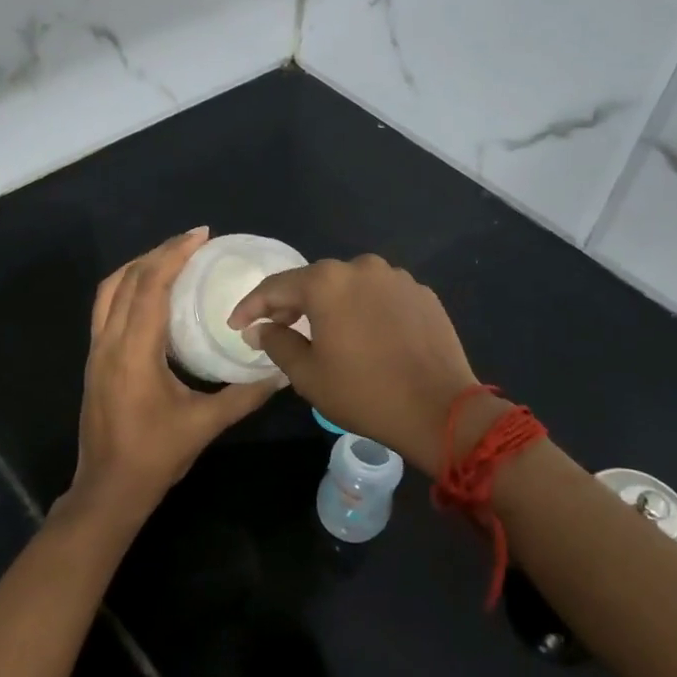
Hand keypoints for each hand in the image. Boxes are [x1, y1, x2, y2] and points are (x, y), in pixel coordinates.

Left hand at [66, 228, 279, 532]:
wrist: (108, 490)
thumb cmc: (155, 457)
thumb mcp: (205, 425)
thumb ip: (244, 396)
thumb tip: (280, 372)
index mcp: (134, 352)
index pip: (149, 286)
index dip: (174, 255)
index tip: (201, 235)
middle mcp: (109, 343)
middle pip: (126, 279)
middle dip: (158, 253)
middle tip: (194, 242)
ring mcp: (96, 351)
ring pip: (109, 291)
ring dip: (138, 267)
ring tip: (172, 258)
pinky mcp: (94, 361)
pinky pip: (105, 308)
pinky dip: (127, 287)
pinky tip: (152, 294)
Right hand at [228, 254, 487, 475]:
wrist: (440, 410)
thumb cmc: (364, 393)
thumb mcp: (308, 374)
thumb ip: (277, 343)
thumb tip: (260, 328)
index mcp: (327, 282)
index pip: (276, 286)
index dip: (252, 306)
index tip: (237, 324)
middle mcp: (362, 267)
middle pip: (315, 280)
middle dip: (292, 302)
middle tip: (276, 327)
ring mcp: (397, 277)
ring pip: (350, 285)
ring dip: (331, 303)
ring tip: (322, 330)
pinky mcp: (422, 293)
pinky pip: (380, 295)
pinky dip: (364, 308)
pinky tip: (364, 334)